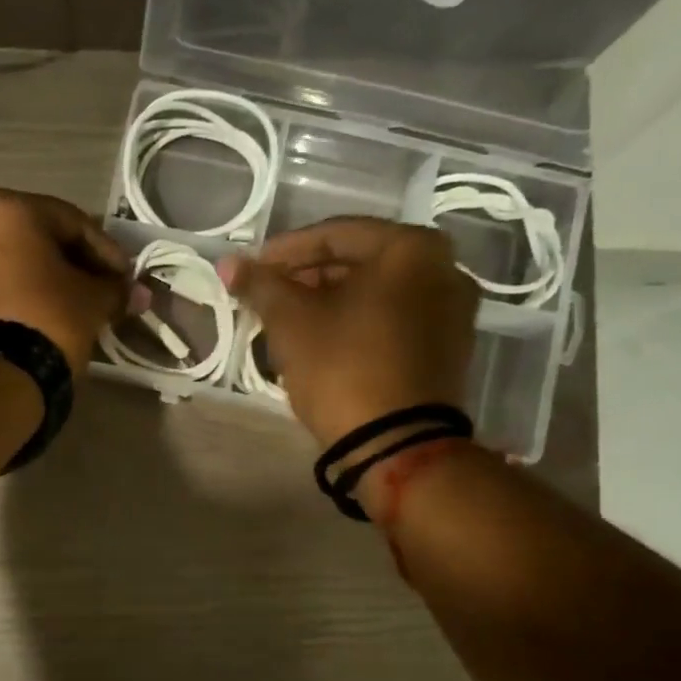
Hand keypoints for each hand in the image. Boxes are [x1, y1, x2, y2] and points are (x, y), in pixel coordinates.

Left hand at [0, 189, 138, 374]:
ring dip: (40, 280)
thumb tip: (137, 293)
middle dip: (70, 263)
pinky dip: (13, 296)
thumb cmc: (48, 319)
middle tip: (99, 289)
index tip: (125, 277)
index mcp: (5, 208)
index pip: (71, 222)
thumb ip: (116, 289)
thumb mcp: (92, 301)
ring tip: (68, 307)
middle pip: (35, 239)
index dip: (105, 251)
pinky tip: (36, 318)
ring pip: (9, 263)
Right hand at [222, 218, 479, 448]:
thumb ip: (260, 285)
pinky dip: (356, 324)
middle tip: (267, 297)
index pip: (334, 235)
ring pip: (375, 294)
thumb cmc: (342, 368)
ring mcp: (451, 312)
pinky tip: (322, 342)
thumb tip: (228, 263)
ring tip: (288, 323)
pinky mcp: (447, 349)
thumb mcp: (291, 322)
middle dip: (307, 278)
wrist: (396, 445)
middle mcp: (444, 269)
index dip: (284, 252)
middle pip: (359, 262)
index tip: (251, 270)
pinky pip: (392, 321)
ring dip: (329, 302)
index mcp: (412, 249)